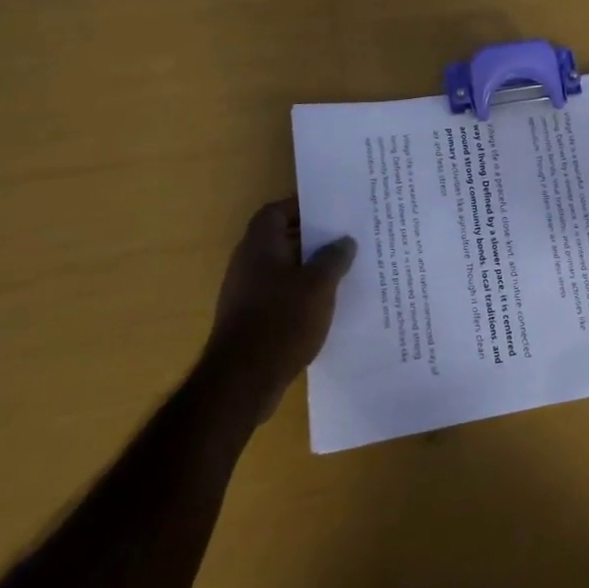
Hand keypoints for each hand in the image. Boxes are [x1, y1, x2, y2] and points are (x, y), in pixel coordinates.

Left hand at [207, 199, 355, 418]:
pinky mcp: (250, 320)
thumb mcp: (319, 284)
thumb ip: (334, 258)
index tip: (330, 211)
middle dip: (311, 238)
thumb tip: (344, 241)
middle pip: (280, 239)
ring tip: (342, 270)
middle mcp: (248, 263)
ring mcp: (246, 293)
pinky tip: (325, 304)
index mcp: (260, 245)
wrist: (243, 380)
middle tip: (345, 239)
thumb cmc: (282, 319)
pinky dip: (300, 293)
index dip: (301, 207)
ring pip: (282, 269)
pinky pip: (279, 294)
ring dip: (308, 268)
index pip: (276, 211)